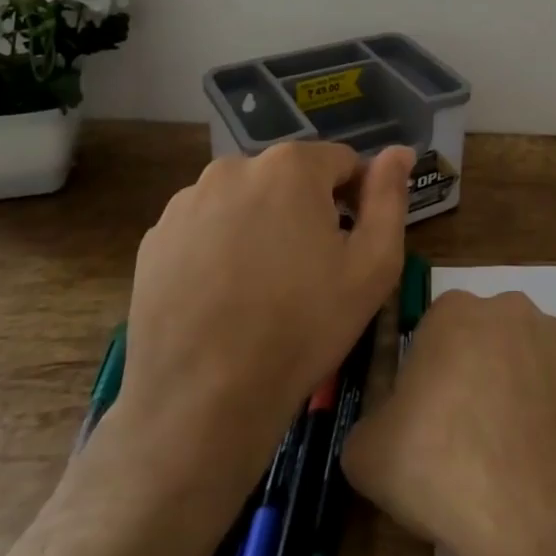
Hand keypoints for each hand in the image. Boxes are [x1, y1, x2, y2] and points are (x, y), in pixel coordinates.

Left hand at [110, 141, 410, 483]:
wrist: (200, 404)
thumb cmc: (301, 328)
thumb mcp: (372, 266)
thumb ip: (389, 197)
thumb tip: (399, 151)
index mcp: (291, 165)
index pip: (341, 163)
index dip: (356, 201)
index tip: (350, 248)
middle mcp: (235, 167)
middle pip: (290, 179)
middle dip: (306, 211)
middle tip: (309, 273)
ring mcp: (187, 201)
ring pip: (246, 201)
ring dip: (262, 226)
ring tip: (263, 288)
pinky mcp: (156, 238)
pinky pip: (206, 227)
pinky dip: (221, 247)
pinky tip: (224, 296)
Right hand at [344, 292, 555, 555]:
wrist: (541, 503)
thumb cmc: (446, 468)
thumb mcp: (373, 453)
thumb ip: (369, 426)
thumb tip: (375, 428)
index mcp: (456, 314)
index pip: (434, 334)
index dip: (430, 381)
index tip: (432, 423)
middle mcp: (513, 308)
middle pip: (486, 346)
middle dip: (476, 384)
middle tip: (472, 446)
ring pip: (533, 365)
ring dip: (524, 400)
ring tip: (519, 464)